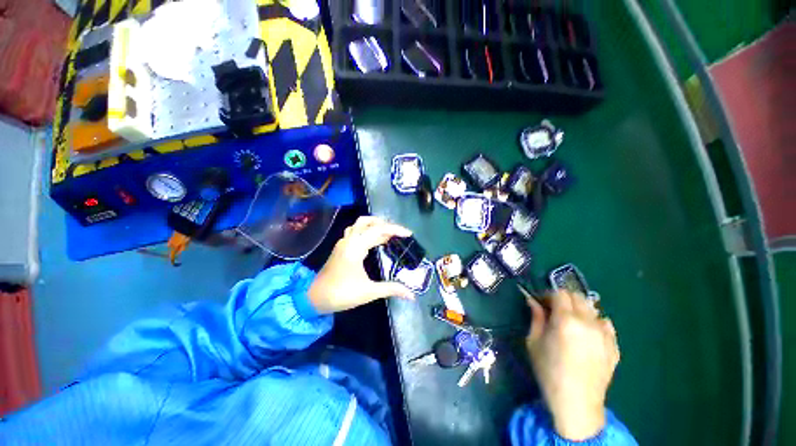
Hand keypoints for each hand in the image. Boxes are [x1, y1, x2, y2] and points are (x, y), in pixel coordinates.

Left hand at [308, 216, 414, 313]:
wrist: (313, 298)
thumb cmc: (341, 294)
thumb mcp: (368, 292)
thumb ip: (391, 289)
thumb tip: (412, 295)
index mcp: (355, 247)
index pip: (378, 230)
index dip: (395, 229)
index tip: (408, 234)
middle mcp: (349, 240)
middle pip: (368, 222)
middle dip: (385, 224)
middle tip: (398, 233)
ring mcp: (343, 242)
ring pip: (359, 224)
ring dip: (374, 225)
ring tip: (388, 233)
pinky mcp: (341, 247)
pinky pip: (355, 231)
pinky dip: (366, 231)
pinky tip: (373, 240)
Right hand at [525, 291, 619, 440]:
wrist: (576, 402)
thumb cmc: (549, 370)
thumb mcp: (533, 342)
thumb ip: (536, 318)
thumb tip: (533, 301)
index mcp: (566, 320)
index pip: (560, 293)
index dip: (548, 294)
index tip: (541, 303)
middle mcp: (588, 322)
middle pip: (577, 297)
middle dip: (563, 299)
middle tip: (554, 310)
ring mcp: (605, 334)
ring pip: (592, 308)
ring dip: (579, 309)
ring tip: (571, 322)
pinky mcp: (614, 346)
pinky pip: (606, 324)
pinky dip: (596, 322)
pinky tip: (588, 333)